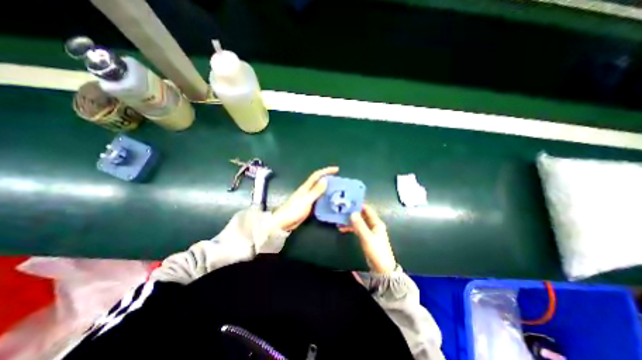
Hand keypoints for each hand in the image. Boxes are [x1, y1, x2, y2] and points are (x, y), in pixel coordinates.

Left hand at [272, 164, 340, 230]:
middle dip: (328, 177)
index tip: (337, 169)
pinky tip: (330, 199)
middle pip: (318, 180)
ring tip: (337, 188)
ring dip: (327, 187)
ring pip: (319, 189)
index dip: (326, 171)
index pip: (317, 175)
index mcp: (306, 187)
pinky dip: (325, 196)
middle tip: (339, 180)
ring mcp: (307, 197)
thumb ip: (316, 191)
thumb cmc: (294, 211)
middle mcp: (307, 190)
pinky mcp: (308, 204)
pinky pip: (318, 197)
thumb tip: (325, 179)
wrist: (283, 223)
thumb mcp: (306, 201)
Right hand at [340, 203, 396, 274]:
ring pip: (358, 222)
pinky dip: (351, 228)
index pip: (367, 210)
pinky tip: (342, 229)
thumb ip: (359, 225)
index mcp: (376, 223)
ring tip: (339, 221)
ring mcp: (370, 231)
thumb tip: (352, 213)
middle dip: (352, 213)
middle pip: (362, 215)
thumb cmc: (376, 250)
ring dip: (350, 221)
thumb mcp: (367, 237)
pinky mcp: (366, 237)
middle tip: (341, 211)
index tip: (348, 202)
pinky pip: (357, 229)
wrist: (381, 268)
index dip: (359, 205)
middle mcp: (373, 225)